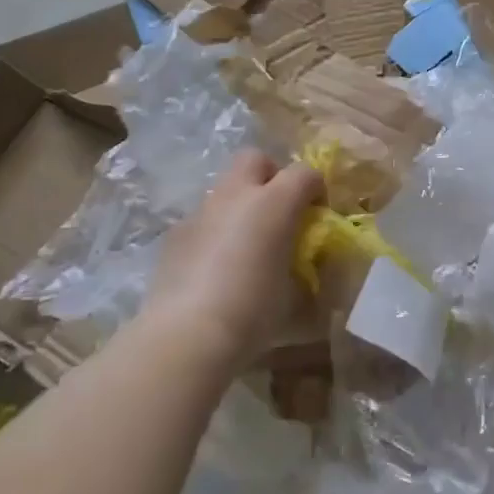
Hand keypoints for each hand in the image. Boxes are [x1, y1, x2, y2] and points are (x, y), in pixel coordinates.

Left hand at [142, 152, 323, 371]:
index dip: (315, 189)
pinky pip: (203, 219)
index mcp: (274, 203)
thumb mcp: (295, 295)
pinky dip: (214, 231)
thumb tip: (305, 268)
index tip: (317, 214)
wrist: (187, 335)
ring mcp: (201, 211)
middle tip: (278, 211)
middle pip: (255, 159)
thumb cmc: (253, 312)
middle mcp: (236, 195)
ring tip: (244, 244)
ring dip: (240, 204)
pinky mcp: (176, 234)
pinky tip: (214, 267)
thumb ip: (304, 270)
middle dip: (270, 176)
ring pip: (225, 188)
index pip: (305, 173)